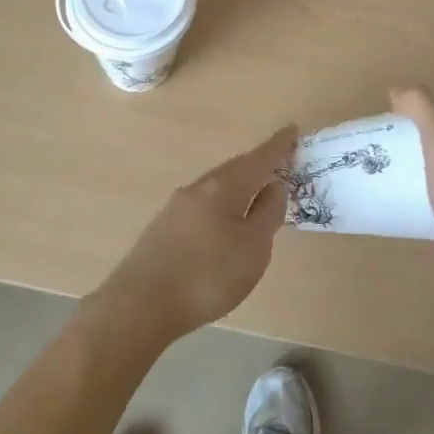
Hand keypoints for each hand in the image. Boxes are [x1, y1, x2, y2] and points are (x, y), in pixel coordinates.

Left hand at [93, 126, 296, 347]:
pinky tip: (222, 222)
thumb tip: (276, 185)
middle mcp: (199, 187)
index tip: (292, 130)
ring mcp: (177, 206)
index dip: (278, 146)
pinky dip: (221, 204)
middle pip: (235, 169)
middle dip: (257, 165)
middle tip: (278, 164)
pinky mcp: (164, 226)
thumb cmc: (207, 275)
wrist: (140, 304)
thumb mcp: (252, 249)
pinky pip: (202, 204)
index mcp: (224, 186)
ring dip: (238, 185)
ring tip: (254, 193)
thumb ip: (268, 214)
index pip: (259, 159)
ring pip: (216, 187)